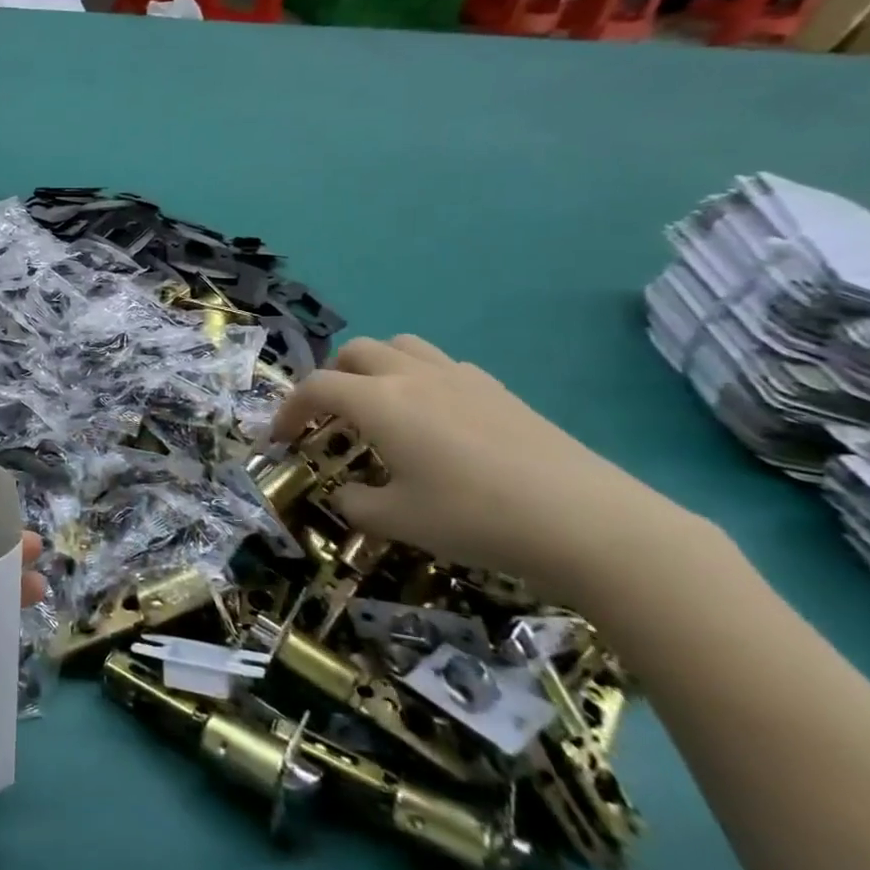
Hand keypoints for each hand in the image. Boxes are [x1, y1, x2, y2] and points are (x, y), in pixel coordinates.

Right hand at [271, 336, 695, 603]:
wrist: (588, 522)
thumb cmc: (476, 518)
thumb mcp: (399, 522)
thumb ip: (356, 504)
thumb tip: (346, 494)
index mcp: (379, 402)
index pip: (315, 387)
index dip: (289, 410)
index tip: (281, 439)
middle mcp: (412, 376)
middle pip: (353, 352)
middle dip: (330, 378)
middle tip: (329, 419)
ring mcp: (459, 376)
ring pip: (400, 346)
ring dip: (374, 367)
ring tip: (377, 406)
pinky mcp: (497, 389)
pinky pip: (441, 365)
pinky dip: (419, 378)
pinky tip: (435, 419)